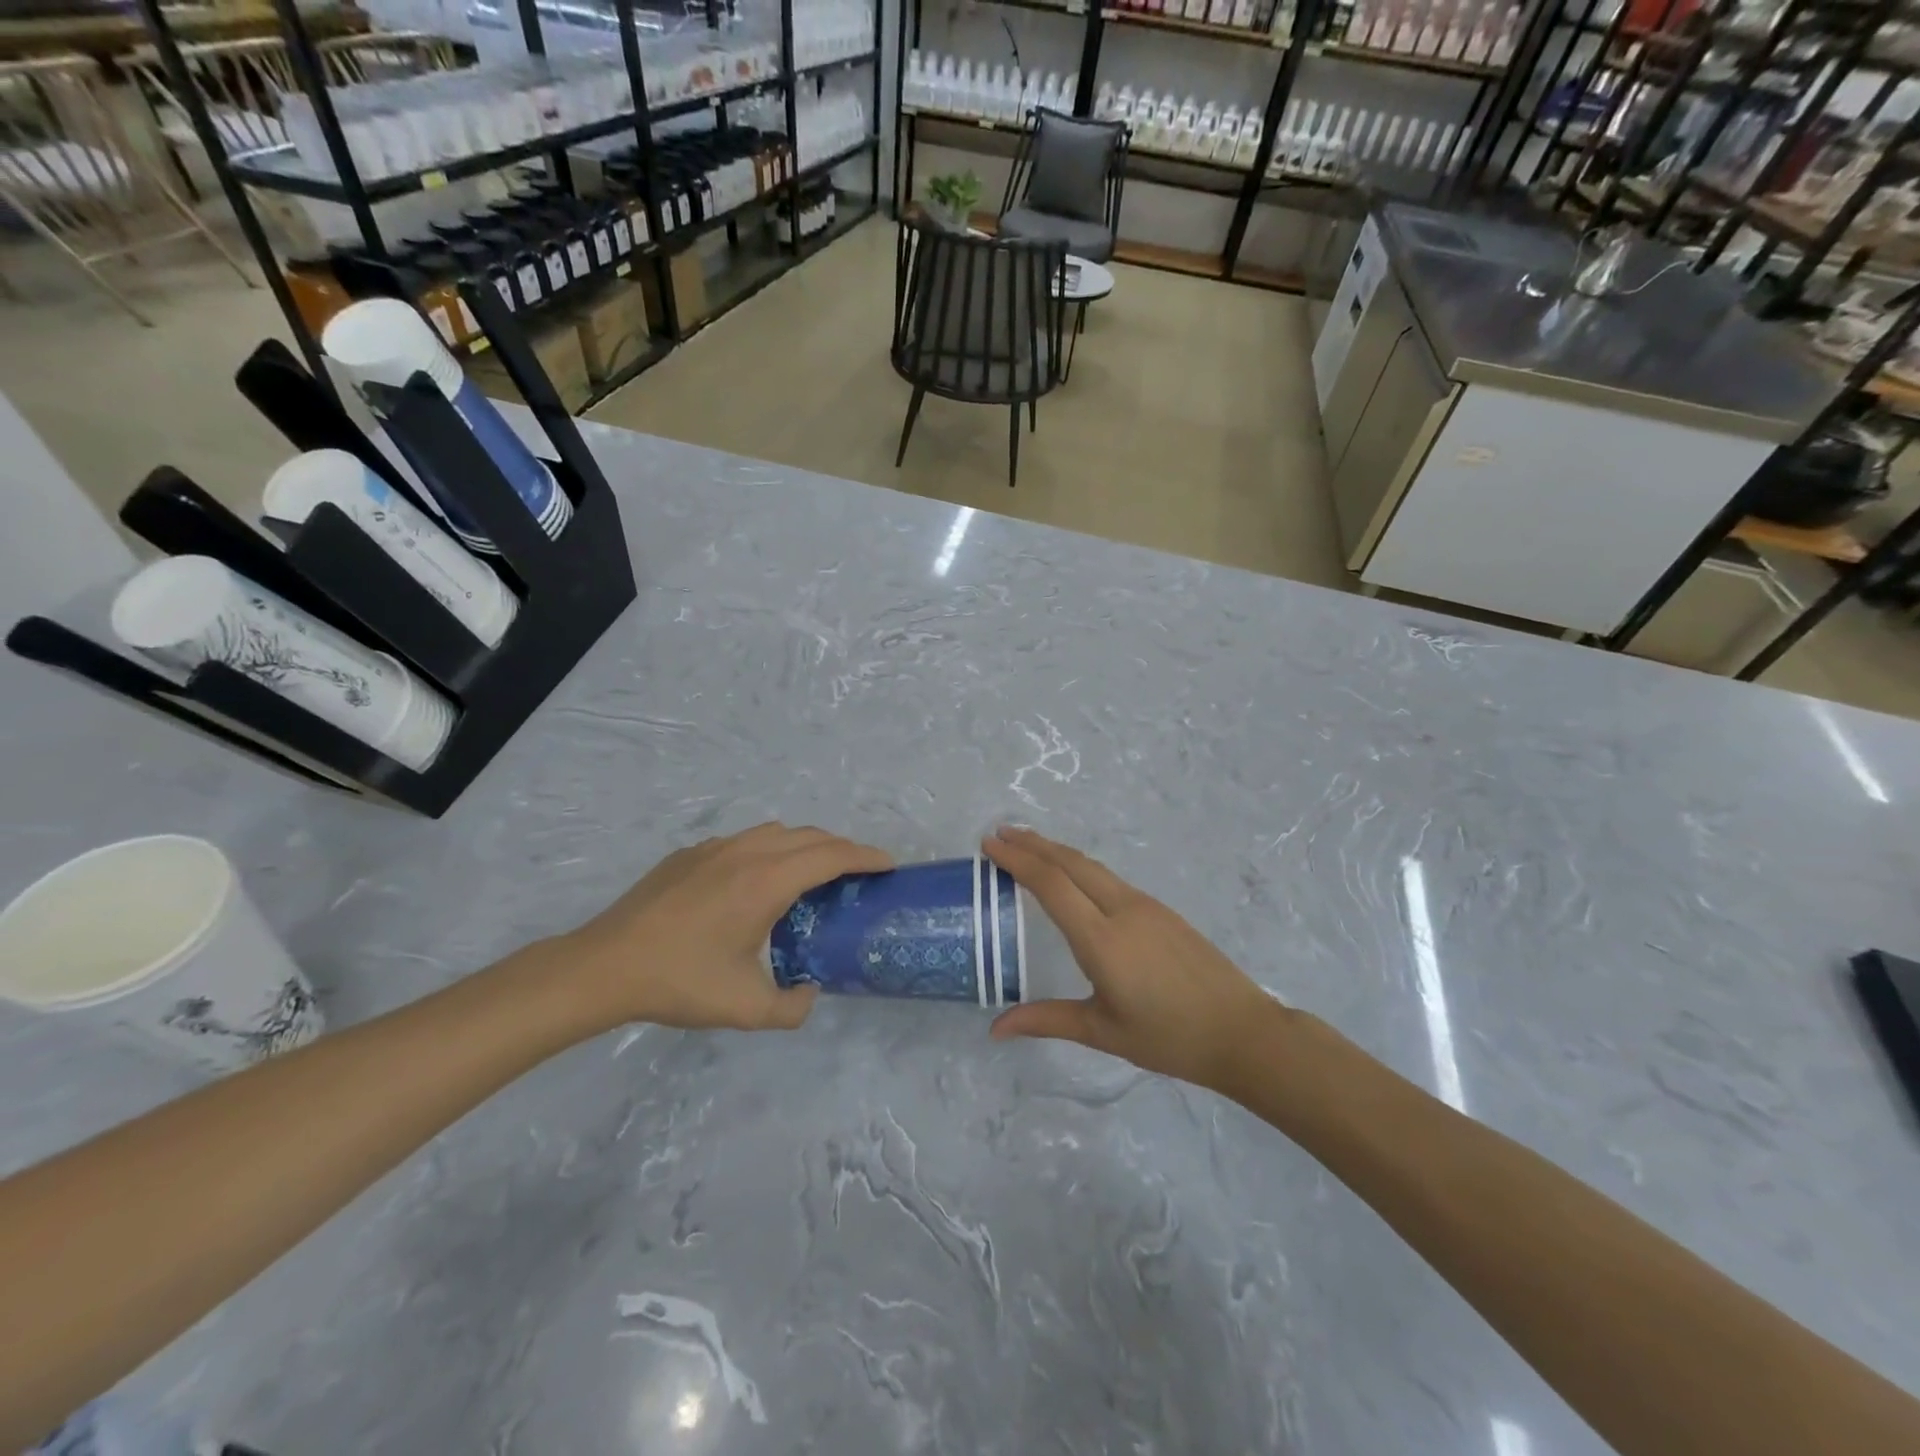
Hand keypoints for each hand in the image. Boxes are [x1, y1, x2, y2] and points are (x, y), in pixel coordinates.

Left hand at [556, 823, 892, 1030]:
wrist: (603, 966)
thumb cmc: (680, 981)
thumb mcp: (745, 1008)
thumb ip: (791, 1007)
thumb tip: (809, 993)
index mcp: (767, 882)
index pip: (831, 855)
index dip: (865, 857)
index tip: (888, 865)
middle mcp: (746, 853)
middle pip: (809, 836)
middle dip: (841, 849)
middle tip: (856, 874)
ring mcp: (714, 848)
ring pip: (775, 832)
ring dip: (804, 845)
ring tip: (811, 874)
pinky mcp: (690, 854)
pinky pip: (744, 841)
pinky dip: (768, 850)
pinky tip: (756, 882)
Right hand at [982, 827, 1283, 1090]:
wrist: (1242, 1031)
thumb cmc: (1169, 1037)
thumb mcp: (1102, 1031)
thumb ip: (1046, 1020)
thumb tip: (996, 1028)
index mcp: (1102, 939)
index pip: (1051, 885)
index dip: (1017, 860)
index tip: (989, 845)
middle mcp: (1122, 910)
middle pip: (1070, 863)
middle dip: (1032, 844)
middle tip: (1000, 834)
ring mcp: (1146, 905)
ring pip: (1092, 866)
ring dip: (1056, 851)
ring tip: (1028, 845)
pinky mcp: (1161, 910)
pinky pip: (1109, 878)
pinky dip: (1079, 867)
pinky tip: (1071, 876)